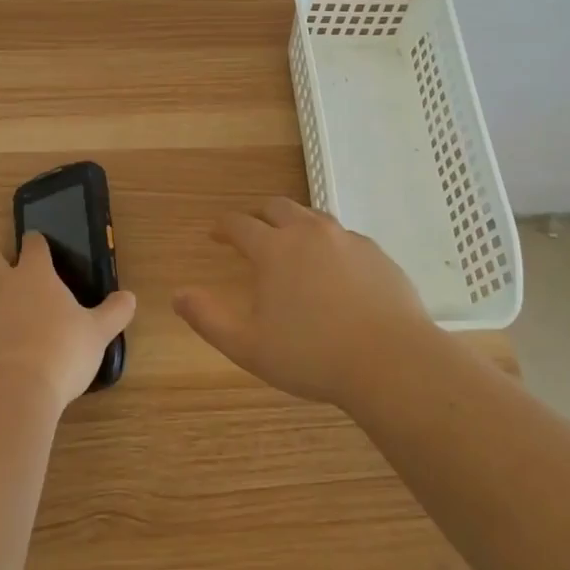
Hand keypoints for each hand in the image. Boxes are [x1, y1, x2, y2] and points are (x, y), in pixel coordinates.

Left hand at [0, 234, 136, 407]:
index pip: (32, 245)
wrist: (11, 392)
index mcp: (34, 274)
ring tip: (2, 306)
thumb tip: (129, 297)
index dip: (37, 242)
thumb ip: (113, 313)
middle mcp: (2, 286)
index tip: (41, 244)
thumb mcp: (97, 332)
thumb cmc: (61, 350)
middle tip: (14, 271)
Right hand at [172, 198, 436, 406]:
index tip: (215, 234)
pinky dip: (328, 242)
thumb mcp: (248, 346)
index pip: (240, 224)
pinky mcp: (376, 253)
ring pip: (313, 216)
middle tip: (251, 231)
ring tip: (290, 243)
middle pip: (277, 208)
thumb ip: (208, 318)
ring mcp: (347, 239)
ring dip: (294, 223)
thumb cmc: (312, 356)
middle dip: (258, 215)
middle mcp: (309, 233)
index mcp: (274, 249)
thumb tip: (177, 295)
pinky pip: (344, 236)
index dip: (223, 227)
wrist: (391, 361)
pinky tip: (333, 267)